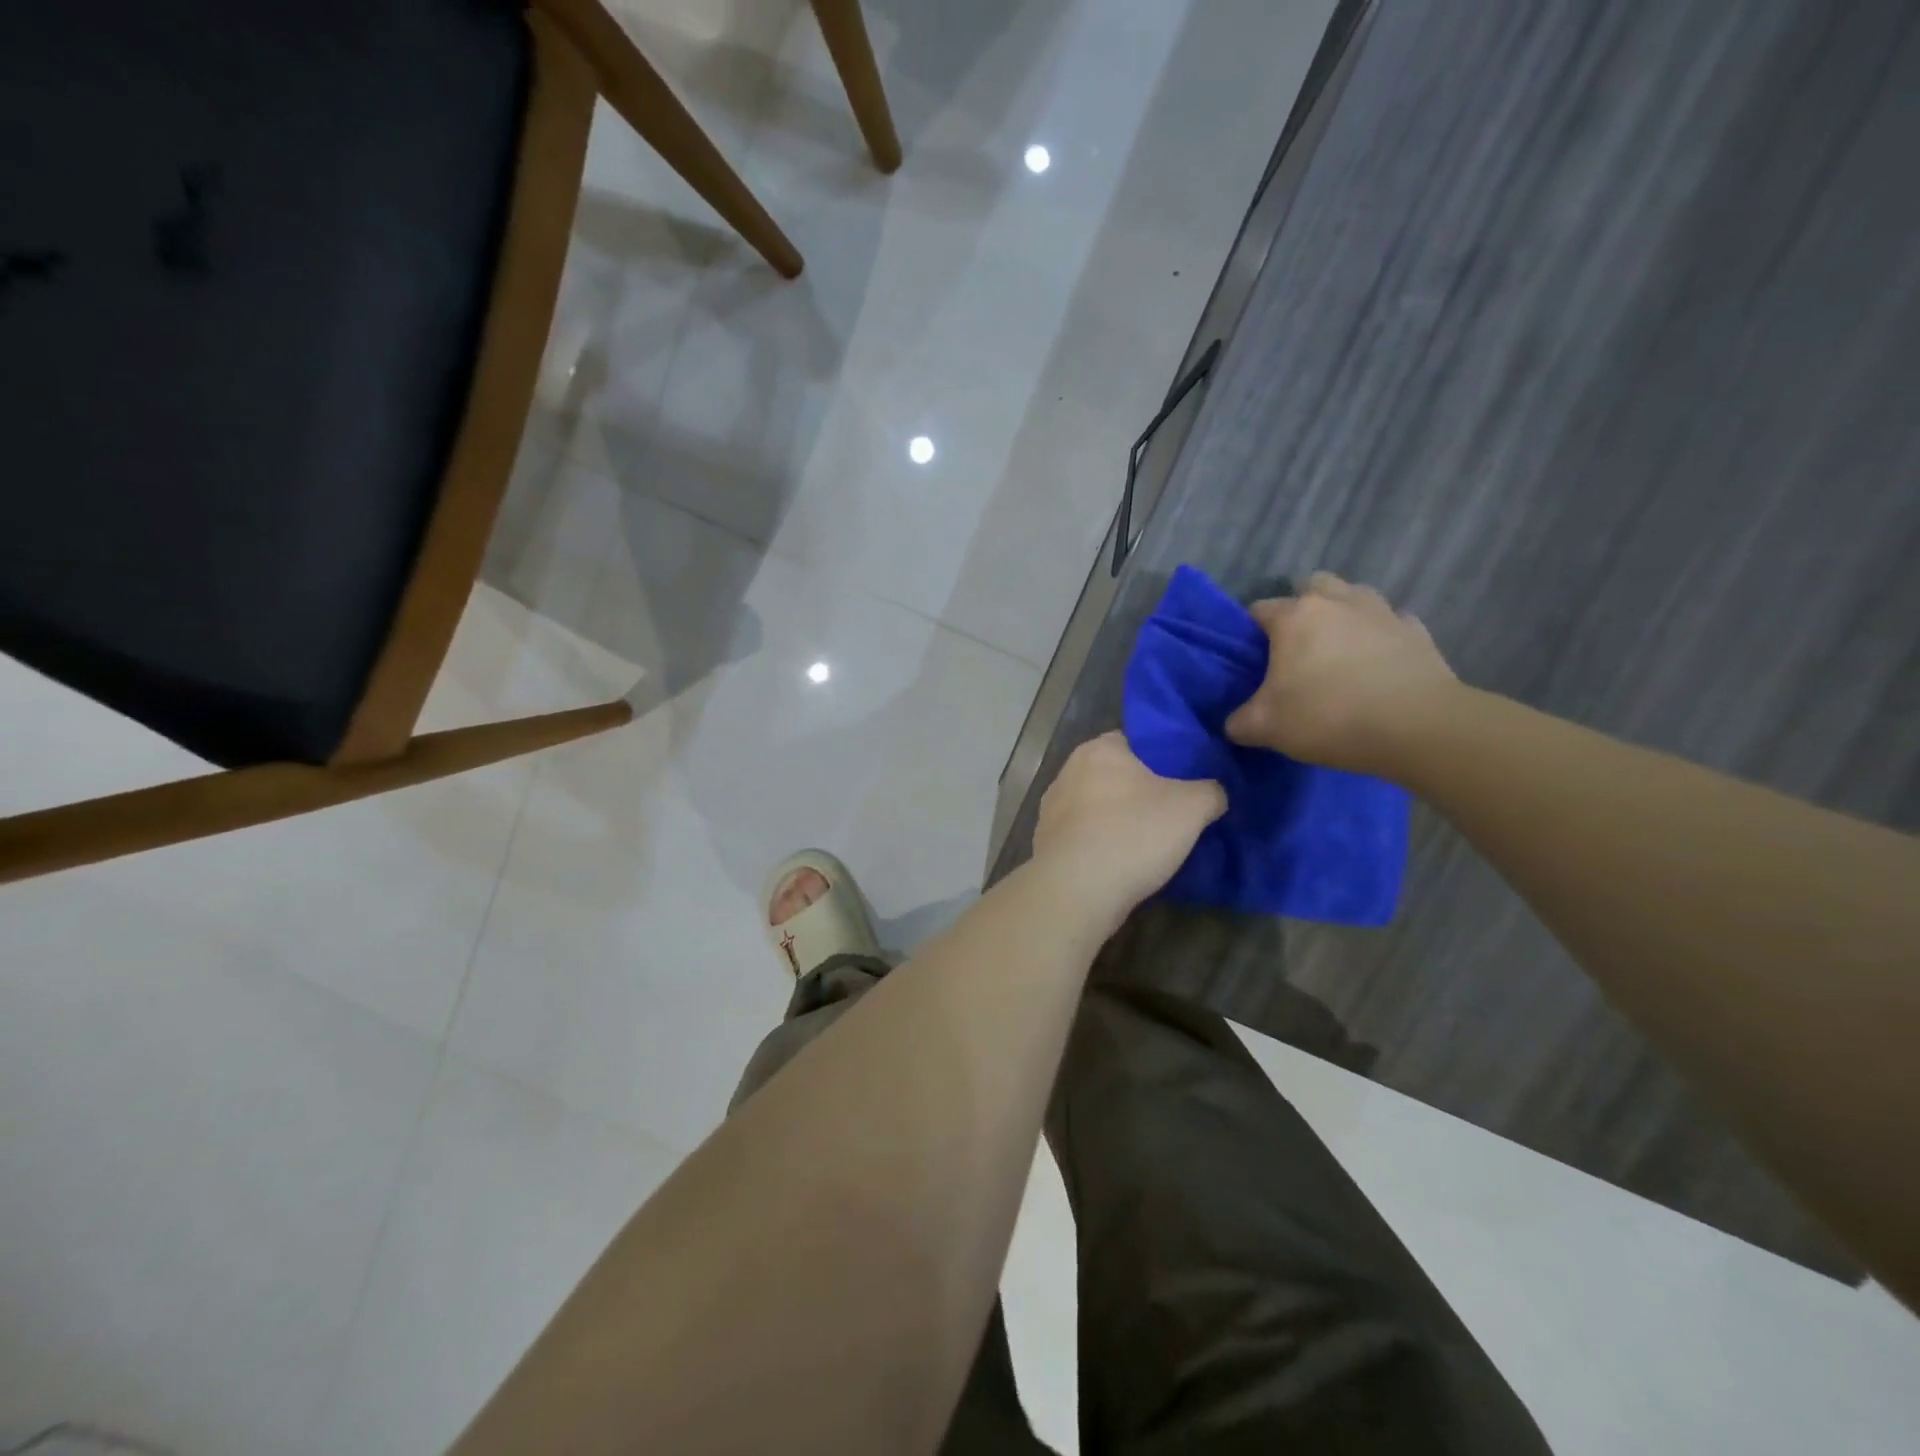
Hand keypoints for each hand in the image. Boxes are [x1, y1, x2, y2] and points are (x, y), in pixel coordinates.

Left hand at [1033, 732, 1225, 922]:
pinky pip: (1082, 836)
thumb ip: (1211, 790)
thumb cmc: (1133, 834)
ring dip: (1116, 820)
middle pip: (1114, 775)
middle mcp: (1067, 771)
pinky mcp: (1044, 842)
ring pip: (1096, 807)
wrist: (1077, 890)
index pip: (1134, 741)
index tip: (1182, 780)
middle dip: (1138, 791)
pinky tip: (1119, 864)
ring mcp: (1050, 808)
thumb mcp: (1192, 807)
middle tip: (1171, 813)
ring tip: (1147, 843)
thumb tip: (1214, 793)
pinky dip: (1099, 845)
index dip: (1161, 758)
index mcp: (1099, 749)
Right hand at [1225, 571, 1458, 776]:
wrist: (1417, 727)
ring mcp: (1382, 612)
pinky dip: (1381, 636)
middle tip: (1297, 645)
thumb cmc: (1328, 716)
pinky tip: (1378, 662)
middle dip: (1302, 606)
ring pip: (1356, 596)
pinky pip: (1392, 623)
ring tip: (1339, 649)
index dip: (1250, 631)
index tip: (1250, 658)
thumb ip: (1240, 722)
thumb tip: (1234, 723)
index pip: (1259, 609)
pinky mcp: (1418, 632)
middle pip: (1313, 585)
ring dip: (1344, 613)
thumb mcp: (1265, 727)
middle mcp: (1338, 602)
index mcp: (1295, 617)